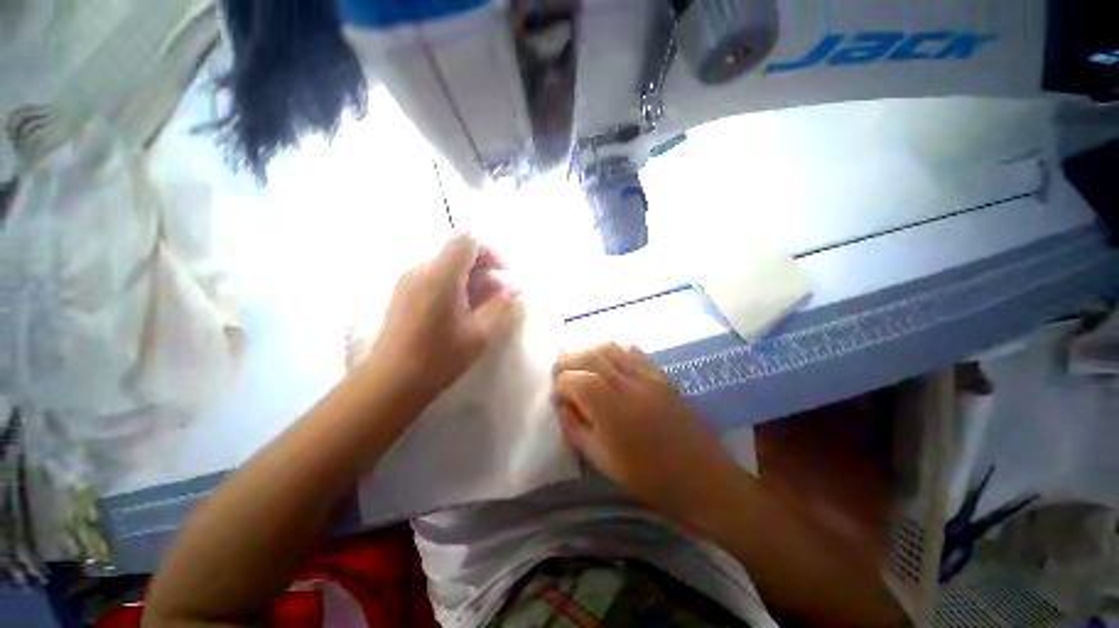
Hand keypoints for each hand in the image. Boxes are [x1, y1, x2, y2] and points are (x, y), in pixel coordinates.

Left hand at [363, 233, 514, 402]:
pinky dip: (453, 286)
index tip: (503, 276)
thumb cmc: (440, 358)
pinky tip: (459, 313)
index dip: (491, 253)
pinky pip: (433, 278)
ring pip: (446, 266)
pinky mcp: (402, 294)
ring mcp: (408, 281)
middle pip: (457, 253)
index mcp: (441, 275)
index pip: (467, 241)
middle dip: (482, 270)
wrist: (391, 382)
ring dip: (469, 280)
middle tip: (496, 297)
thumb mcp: (480, 333)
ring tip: (480, 308)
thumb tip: (509, 289)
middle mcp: (421, 270)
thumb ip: (499, 305)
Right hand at [553, 344, 730, 521]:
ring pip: (610, 348)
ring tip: (579, 361)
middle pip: (590, 356)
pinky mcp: (660, 375)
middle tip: (559, 370)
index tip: (557, 395)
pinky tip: (608, 359)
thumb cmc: (647, 476)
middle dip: (569, 360)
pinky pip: (633, 352)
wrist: (699, 476)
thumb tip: (562, 404)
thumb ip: (575, 428)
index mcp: (609, 409)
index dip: (561, 384)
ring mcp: (646, 376)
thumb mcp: (601, 460)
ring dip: (589, 350)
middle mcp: (627, 384)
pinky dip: (614, 350)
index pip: (575, 380)